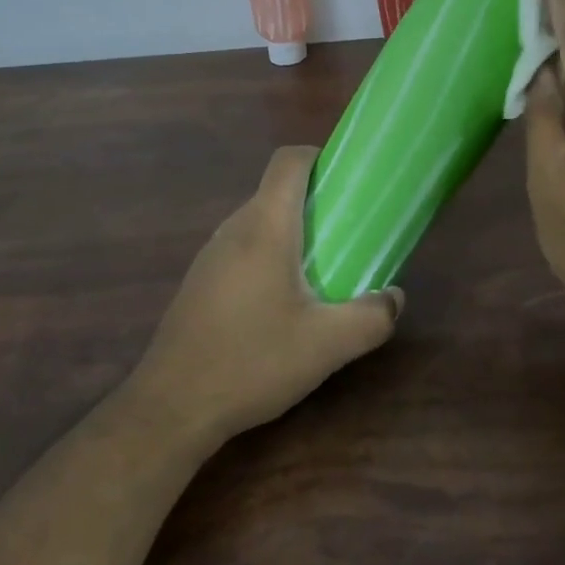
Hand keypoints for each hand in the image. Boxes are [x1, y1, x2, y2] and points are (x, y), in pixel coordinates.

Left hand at [128, 146, 402, 445]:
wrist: (170, 406)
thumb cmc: (252, 361)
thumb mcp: (327, 345)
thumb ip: (371, 318)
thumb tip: (394, 298)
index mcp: (265, 226)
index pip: (288, 161)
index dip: (319, 157)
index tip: (349, 181)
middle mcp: (234, 228)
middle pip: (276, 191)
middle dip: (316, 203)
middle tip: (349, 233)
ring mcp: (211, 255)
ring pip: (259, 222)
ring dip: (293, 233)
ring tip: (322, 270)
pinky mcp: (200, 281)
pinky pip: (242, 249)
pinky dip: (269, 257)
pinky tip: (283, 304)